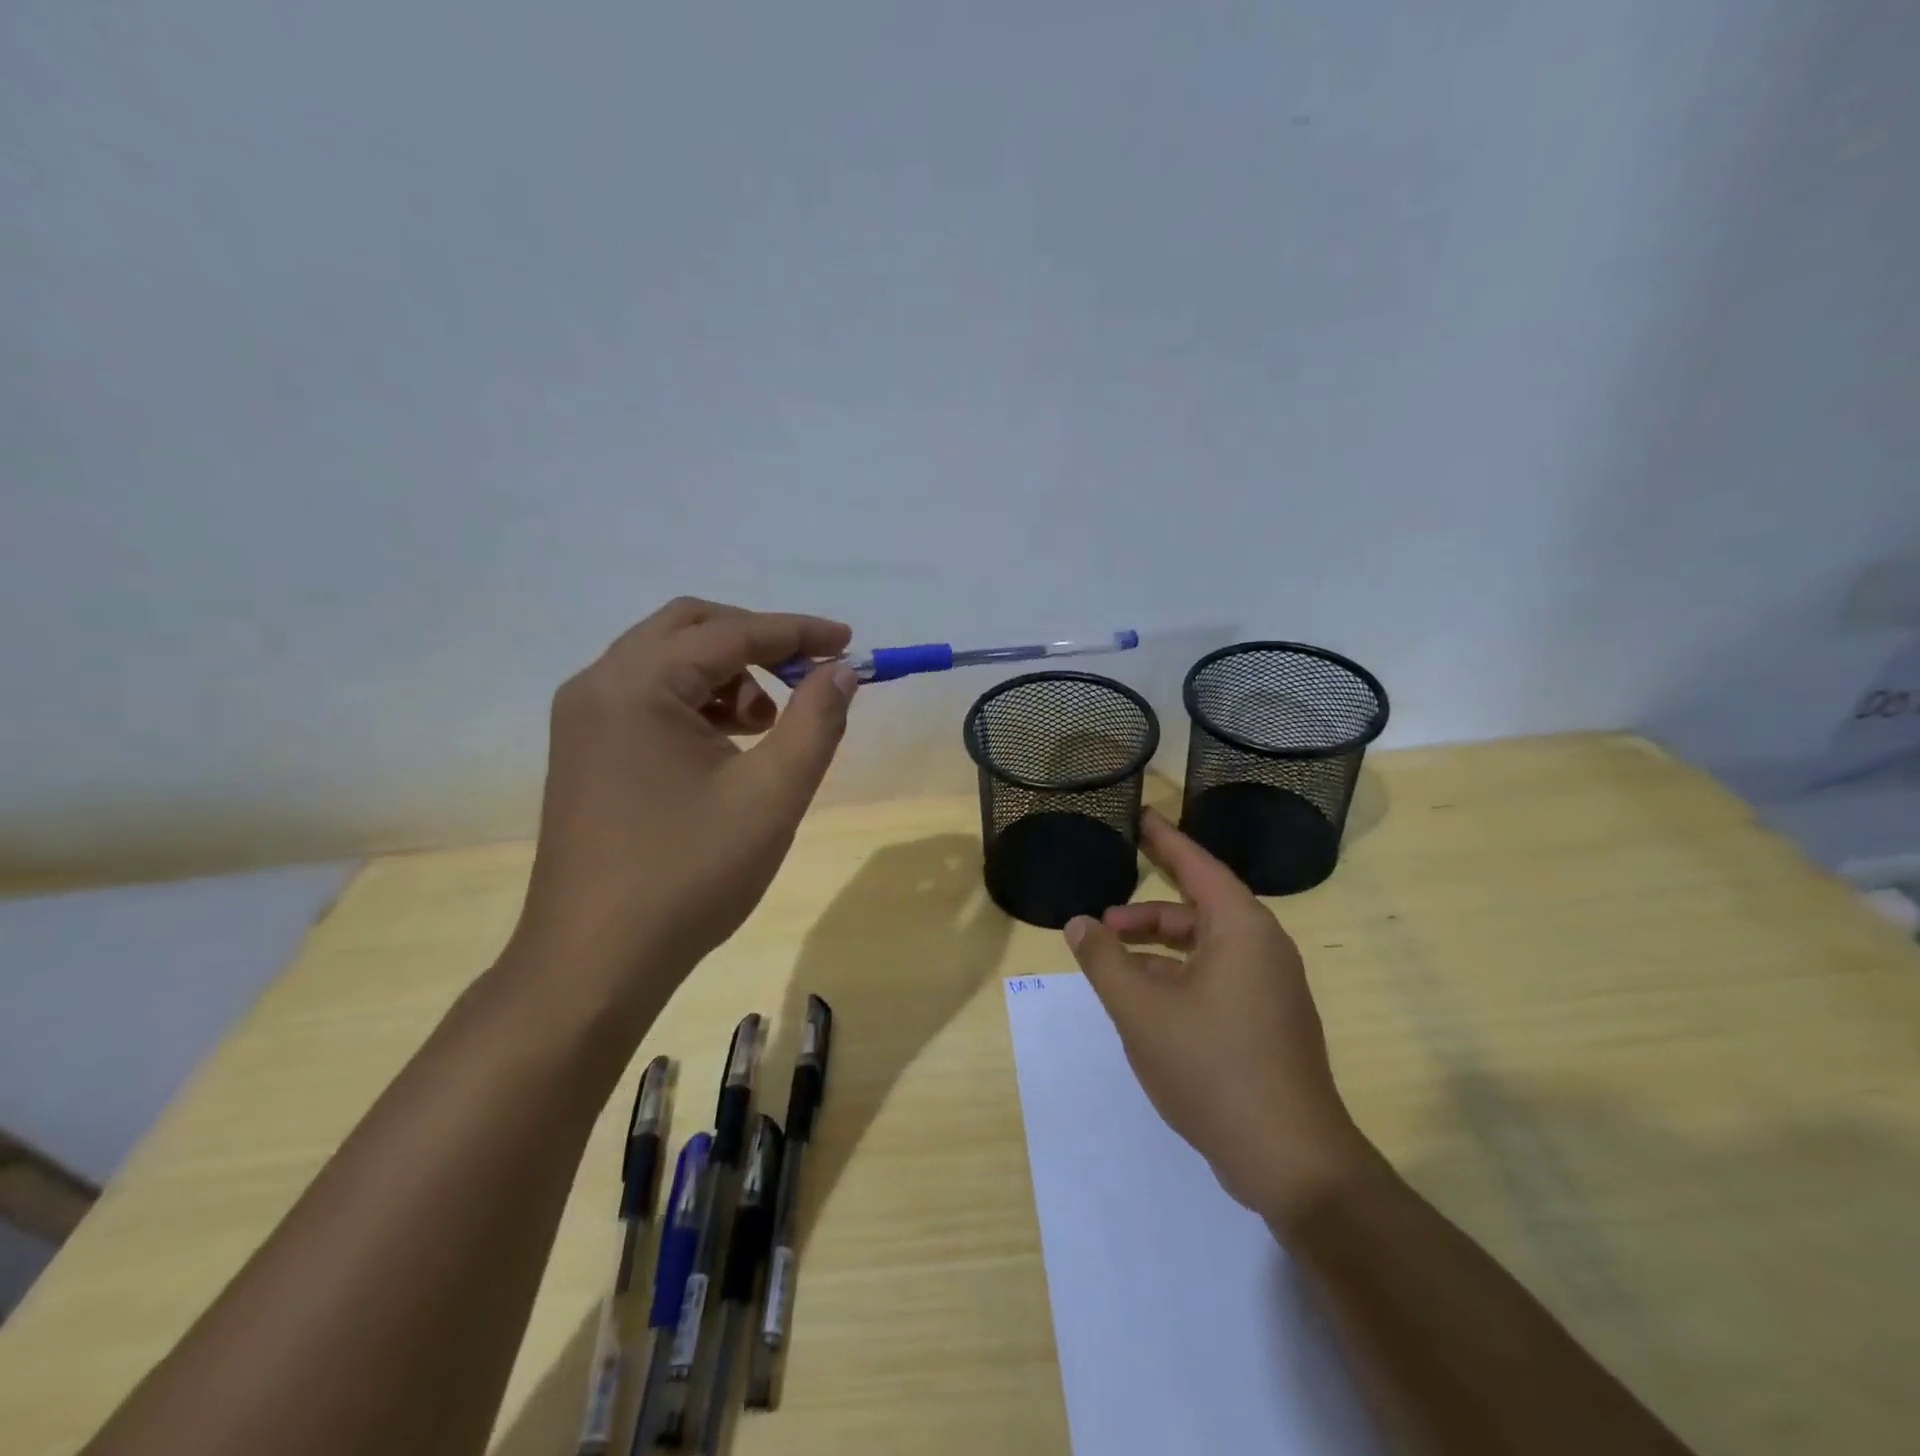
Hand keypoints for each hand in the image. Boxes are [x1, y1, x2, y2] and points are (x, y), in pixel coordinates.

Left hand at [508, 598, 856, 1017]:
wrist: (594, 963)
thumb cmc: (689, 875)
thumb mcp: (772, 794)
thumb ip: (816, 721)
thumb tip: (842, 670)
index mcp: (637, 685)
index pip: (730, 633)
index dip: (797, 633)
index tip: (848, 643)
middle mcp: (599, 685)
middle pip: (689, 628)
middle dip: (756, 642)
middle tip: (807, 673)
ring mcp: (584, 719)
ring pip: (667, 662)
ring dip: (726, 675)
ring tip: (768, 726)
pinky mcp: (584, 751)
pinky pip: (648, 698)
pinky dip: (697, 703)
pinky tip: (728, 748)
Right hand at [1063, 809, 1375, 1229]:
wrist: (1291, 1159)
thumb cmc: (1212, 1067)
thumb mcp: (1140, 1009)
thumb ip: (1103, 960)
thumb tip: (1078, 923)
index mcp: (1241, 928)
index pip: (1197, 864)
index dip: (1164, 839)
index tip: (1140, 815)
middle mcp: (1263, 946)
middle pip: (1198, 908)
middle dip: (1146, 913)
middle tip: (1101, 918)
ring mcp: (1271, 986)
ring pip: (1205, 948)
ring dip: (1158, 950)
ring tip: (1113, 965)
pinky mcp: (1270, 1020)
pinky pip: (1217, 977)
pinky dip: (1178, 976)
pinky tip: (1146, 1002)